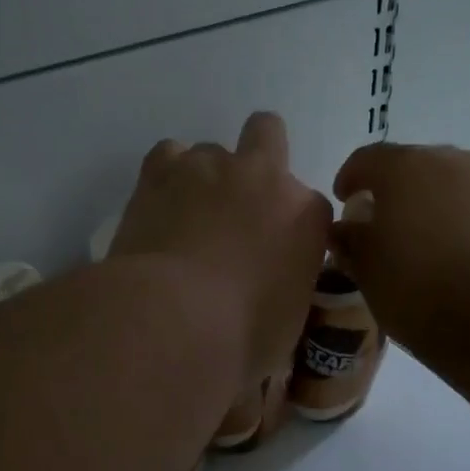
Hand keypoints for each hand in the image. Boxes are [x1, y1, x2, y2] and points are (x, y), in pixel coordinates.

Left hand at [112, 113, 331, 385]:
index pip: (308, 207)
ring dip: (206, 177)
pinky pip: (168, 154)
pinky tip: (160, 207)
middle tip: (239, 204)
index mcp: (306, 216)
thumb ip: (287, 286)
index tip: (274, 255)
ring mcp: (211, 167)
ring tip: (187, 217)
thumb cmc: (242, 337)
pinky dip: (166, 176)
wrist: (173, 321)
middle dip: (258, 157)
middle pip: (268, 133)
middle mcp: (265, 178)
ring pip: (212, 150)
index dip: (290, 228)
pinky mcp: (161, 172)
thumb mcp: (288, 321)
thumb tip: (270, 290)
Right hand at [330, 143, 469, 355]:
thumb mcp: (368, 270)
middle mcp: (450, 160)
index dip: (350, 178)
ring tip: (424, 240)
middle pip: (412, 166)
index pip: (366, 159)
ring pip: (450, 184)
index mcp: (403, 166)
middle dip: (394, 190)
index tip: (344, 202)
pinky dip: (463, 220)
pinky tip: (459, 254)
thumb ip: (351, 242)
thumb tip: (344, 230)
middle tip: (383, 223)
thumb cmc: (419, 286)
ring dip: (432, 203)